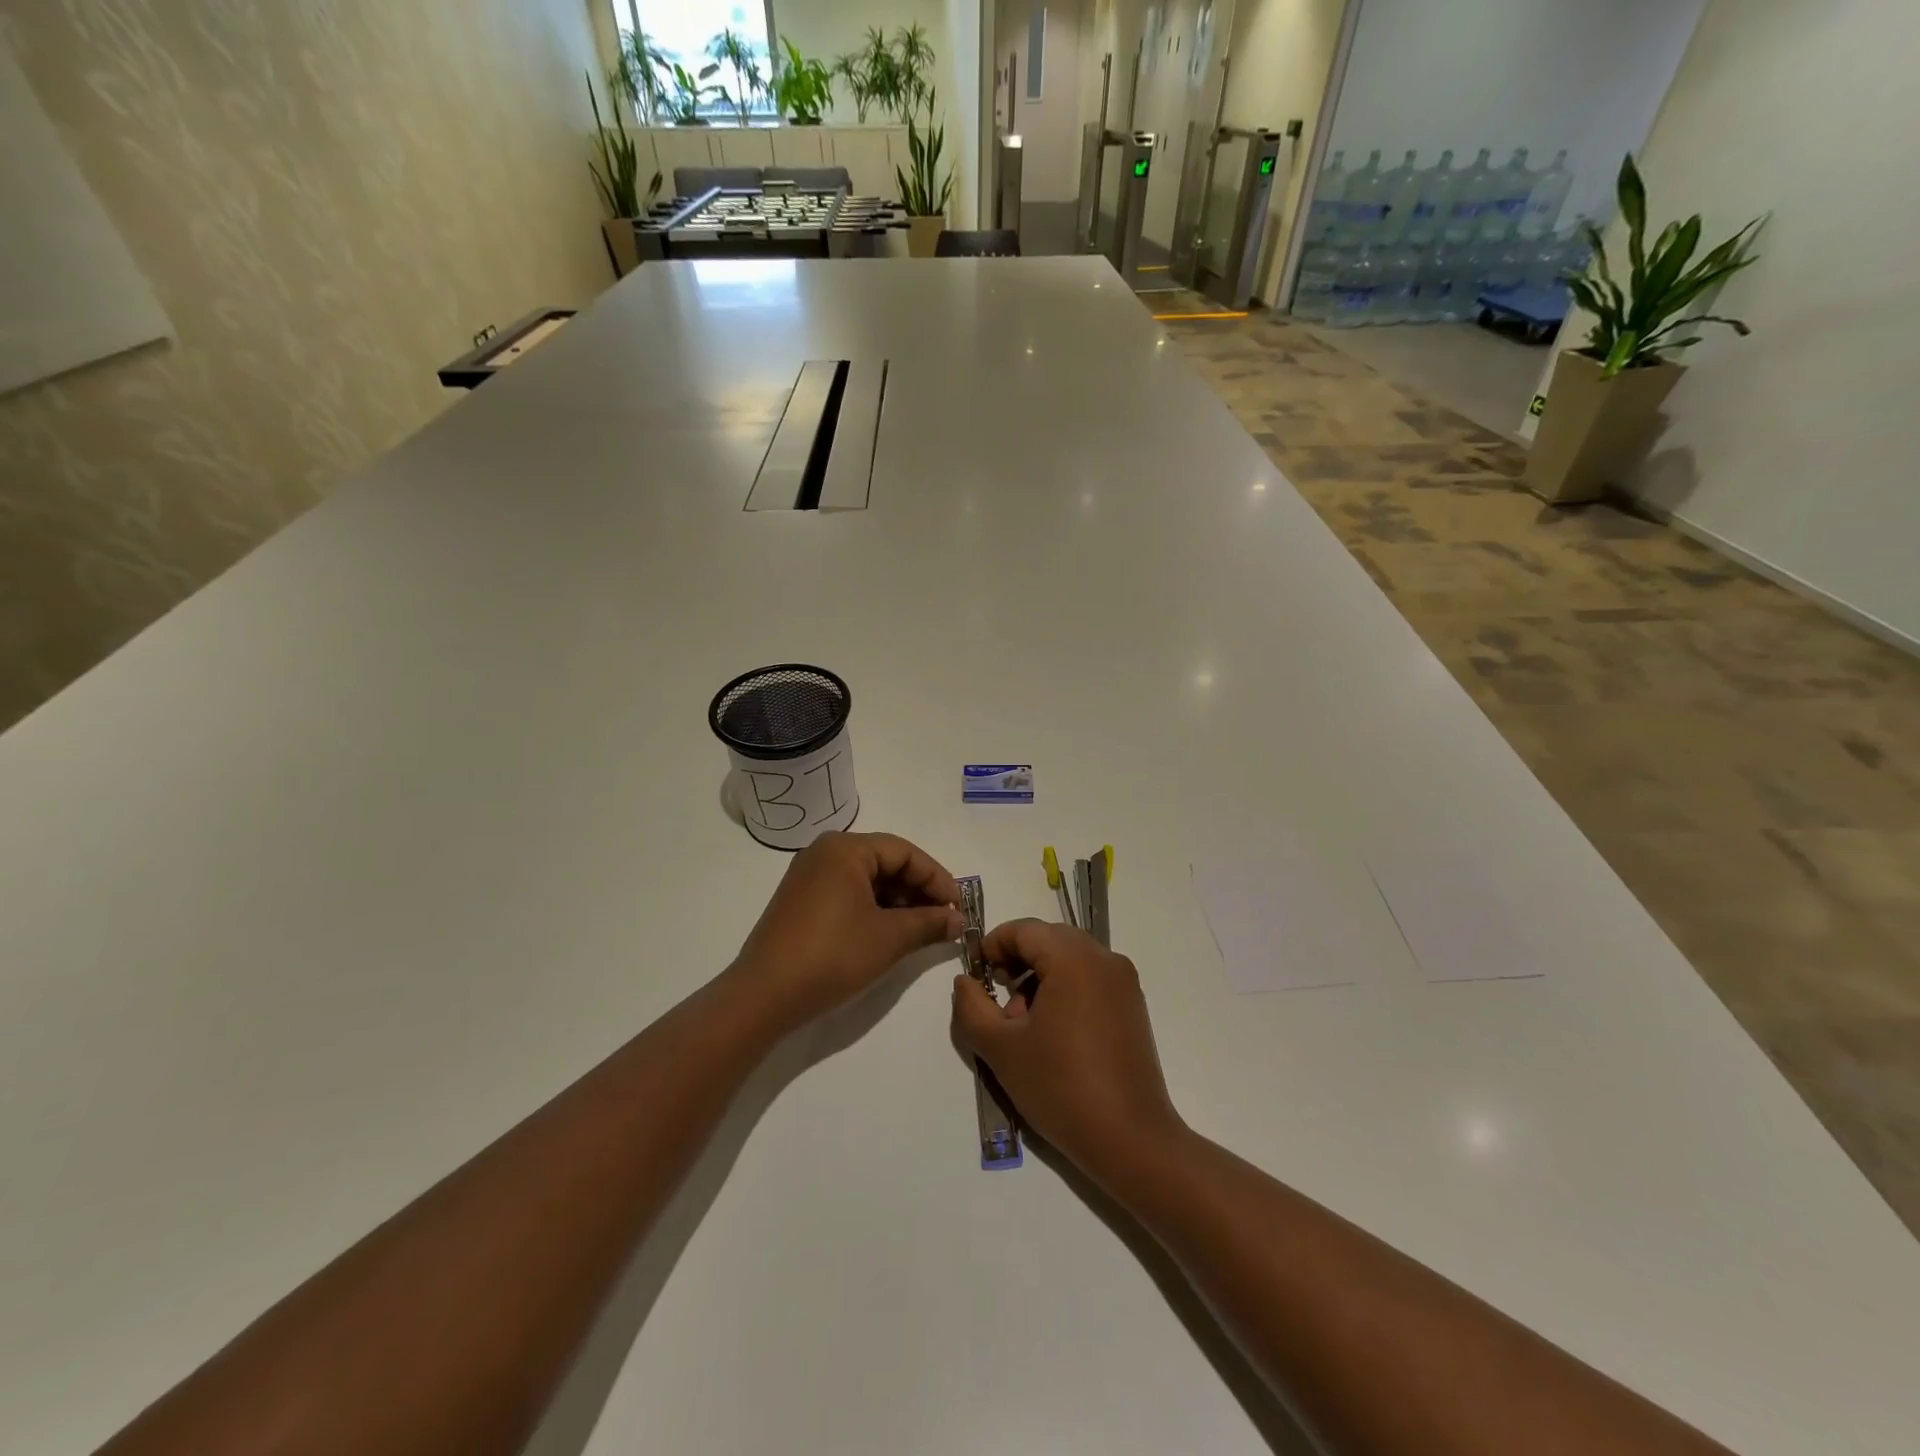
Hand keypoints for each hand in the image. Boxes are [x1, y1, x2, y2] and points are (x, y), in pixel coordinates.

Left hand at [735, 831, 962, 1026]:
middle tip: (944, 919)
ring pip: (867, 880)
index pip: (904, 852)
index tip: (958, 906)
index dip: (936, 878)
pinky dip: (874, 910)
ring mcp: (809, 877)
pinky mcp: (801, 902)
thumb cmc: (832, 955)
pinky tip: (891, 933)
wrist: (764, 995)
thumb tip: (958, 920)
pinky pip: (848, 894)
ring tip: (922, 930)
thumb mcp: (889, 938)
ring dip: (899, 902)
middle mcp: (824, 853)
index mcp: (845, 848)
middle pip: (885, 862)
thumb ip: (929, 923)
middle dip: (918, 890)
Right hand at [951, 919, 1185, 1183]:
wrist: (1130, 1139)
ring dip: (1040, 976)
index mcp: (1074, 958)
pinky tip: (1052, 1032)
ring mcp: (1123, 982)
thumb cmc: (1060, 1087)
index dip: (994, 944)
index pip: (1025, 929)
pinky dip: (1065, 988)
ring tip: (1023, 1023)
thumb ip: (972, 1007)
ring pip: (1071, 958)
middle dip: (1018, 961)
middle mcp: (1104, 958)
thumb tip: (965, 981)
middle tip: (998, 998)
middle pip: (1049, 939)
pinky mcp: (1132, 1006)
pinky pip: (1091, 978)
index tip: (977, 974)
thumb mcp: (1001, 1048)